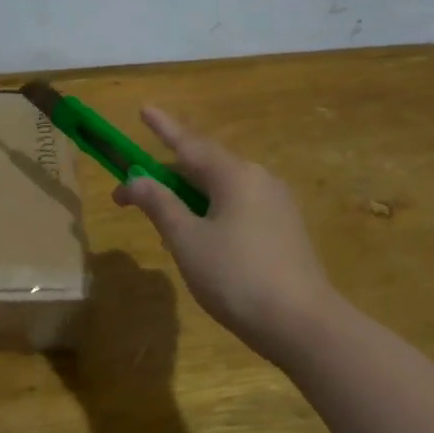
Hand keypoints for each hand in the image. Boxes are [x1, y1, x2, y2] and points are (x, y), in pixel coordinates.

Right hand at [113, 106, 339, 363]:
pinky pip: (237, 208)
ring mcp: (276, 205)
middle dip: (165, 177)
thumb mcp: (186, 240)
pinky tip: (198, 239)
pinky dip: (209, 213)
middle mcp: (259, 180)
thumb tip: (136, 180)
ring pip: (220, 190)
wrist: (302, 324)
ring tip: (161, 224)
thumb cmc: (236, 276)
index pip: (189, 143)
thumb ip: (159, 204)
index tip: (143, 108)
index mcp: (234, 175)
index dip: (163, 127)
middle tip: (131, 194)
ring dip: (186, 199)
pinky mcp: (284, 230)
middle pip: (204, 166)